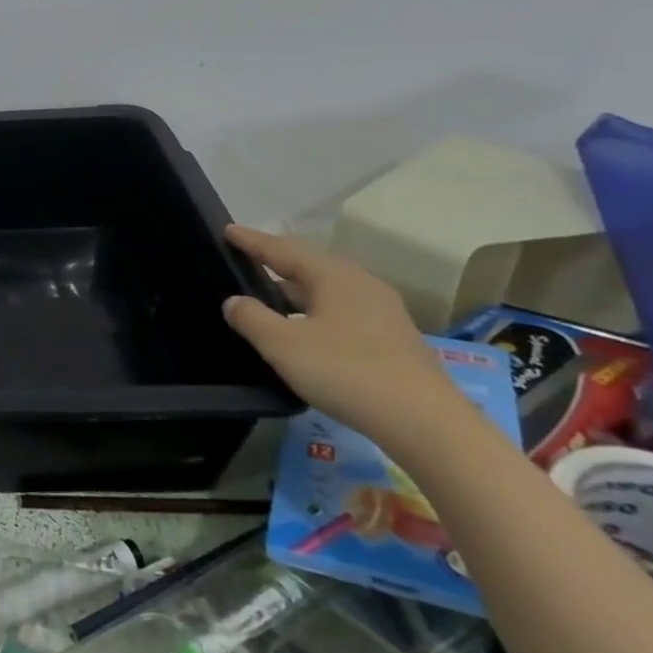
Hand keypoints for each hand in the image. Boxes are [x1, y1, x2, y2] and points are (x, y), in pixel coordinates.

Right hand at [221, 225, 460, 442]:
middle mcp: (361, 284)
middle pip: (309, 265)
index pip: (283, 249)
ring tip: (268, 293)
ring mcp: (382, 312)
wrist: (426, 423)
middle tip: (244, 259)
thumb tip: (233, 301)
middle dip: (276, 261)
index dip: (251, 241)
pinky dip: (314, 310)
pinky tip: (304, 327)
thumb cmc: (346, 372)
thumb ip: (251, 318)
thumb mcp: (283, 345)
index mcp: (334, 276)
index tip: (226, 229)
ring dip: (295, 289)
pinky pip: (341, 310)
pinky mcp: (392, 338)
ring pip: (327, 290)